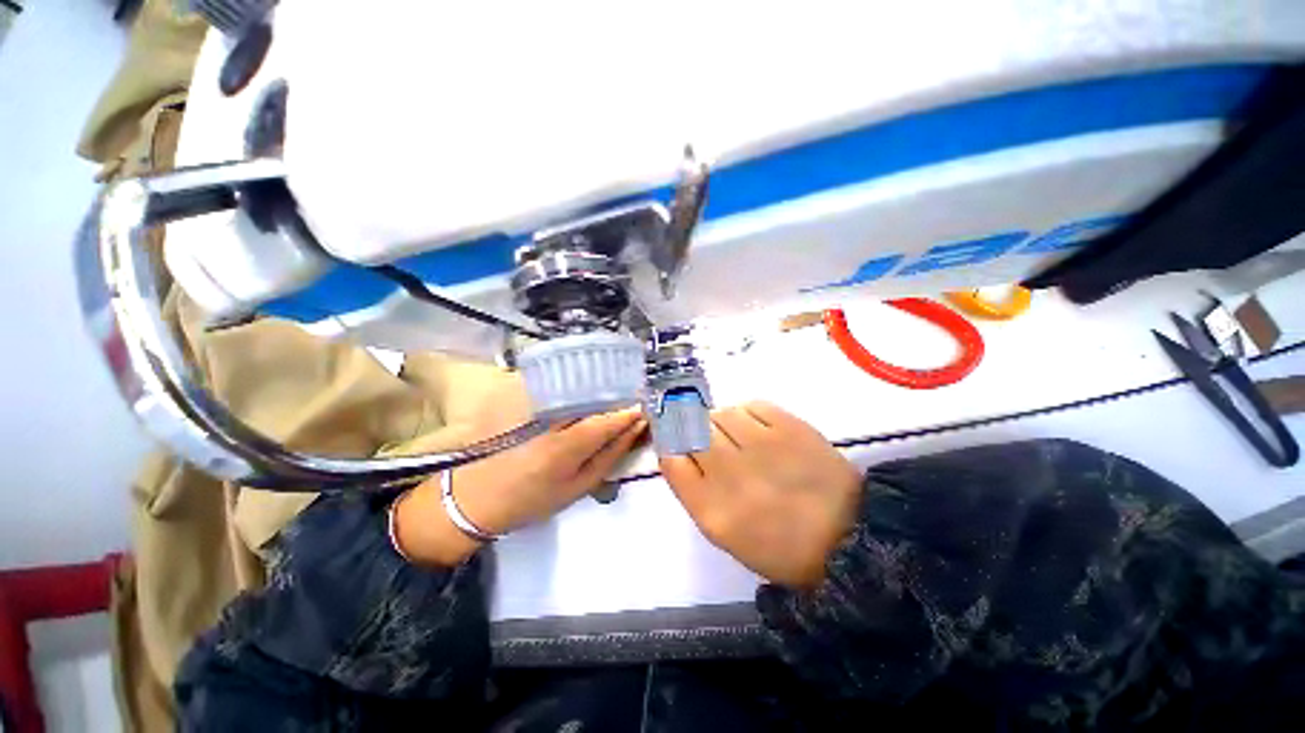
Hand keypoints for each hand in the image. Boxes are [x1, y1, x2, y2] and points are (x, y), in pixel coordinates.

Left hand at [396, 381, 646, 565]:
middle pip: (593, 394)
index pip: (607, 420)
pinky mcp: (519, 394)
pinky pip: (556, 381)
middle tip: (631, 398)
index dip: (629, 412)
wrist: (474, 497)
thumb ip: (610, 455)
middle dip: (617, 394)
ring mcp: (532, 402)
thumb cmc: (531, 500)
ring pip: (576, 383)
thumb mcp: (578, 488)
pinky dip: (575, 384)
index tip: (644, 408)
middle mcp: (549, 418)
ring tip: (611, 394)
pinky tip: (583, 391)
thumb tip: (635, 428)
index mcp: (564, 447)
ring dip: (598, 387)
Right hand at [660, 402, 860, 588]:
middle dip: (696, 432)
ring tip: (738, 437)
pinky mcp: (790, 428)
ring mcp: (761, 446)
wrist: (847, 538)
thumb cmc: (778, 544)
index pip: (670, 458)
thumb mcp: (724, 531)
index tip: (680, 443)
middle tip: (713, 441)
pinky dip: (747, 414)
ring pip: (720, 413)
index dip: (671, 445)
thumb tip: (680, 448)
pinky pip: (751, 406)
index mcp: (711, 509)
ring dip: (722, 422)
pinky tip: (758, 430)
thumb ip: (695, 489)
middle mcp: (730, 474)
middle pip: (692, 430)